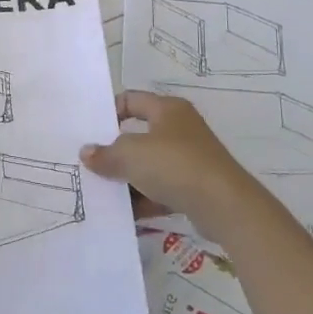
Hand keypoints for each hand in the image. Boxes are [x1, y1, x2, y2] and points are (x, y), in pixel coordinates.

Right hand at [80, 90, 266, 237]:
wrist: (225, 206)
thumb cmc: (175, 165)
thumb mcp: (131, 155)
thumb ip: (105, 154)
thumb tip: (87, 153)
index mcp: (167, 109)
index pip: (131, 99)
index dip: (109, 111)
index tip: (91, 132)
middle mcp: (180, 128)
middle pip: (139, 135)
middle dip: (115, 151)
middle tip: (91, 164)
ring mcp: (190, 158)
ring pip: (150, 165)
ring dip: (128, 178)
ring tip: (102, 192)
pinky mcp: (195, 187)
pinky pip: (162, 189)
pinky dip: (145, 199)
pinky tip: (126, 214)